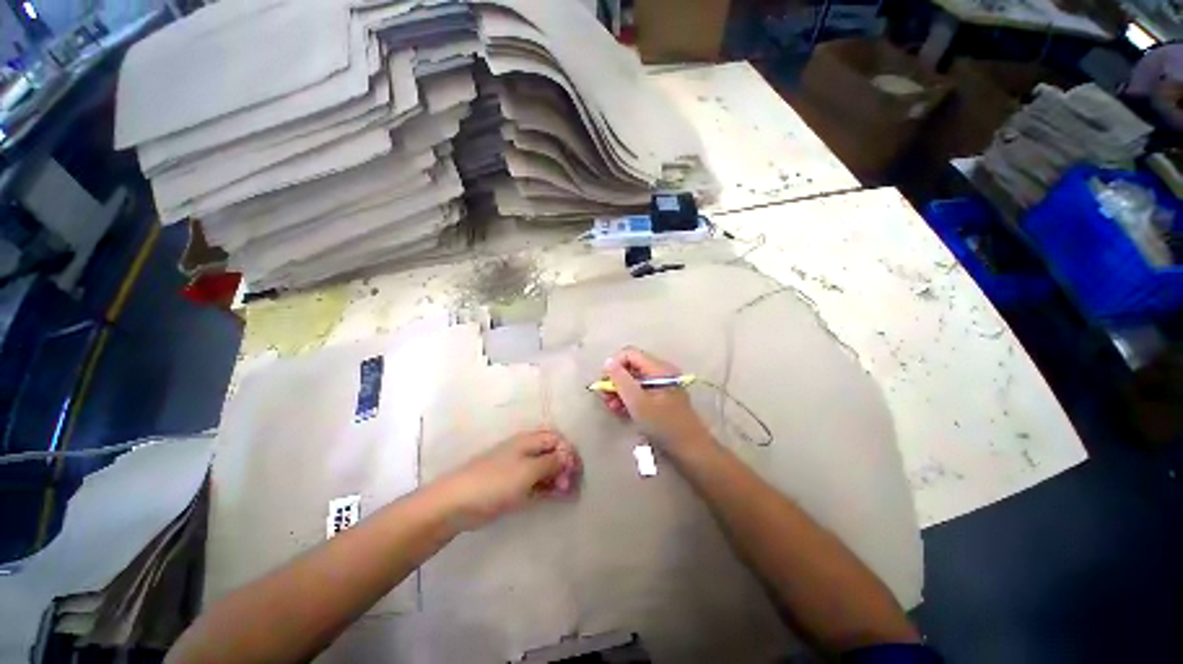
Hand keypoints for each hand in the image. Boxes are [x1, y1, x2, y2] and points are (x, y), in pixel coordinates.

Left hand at [434, 430, 580, 529]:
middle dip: (565, 466)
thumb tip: (568, 457)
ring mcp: (518, 468)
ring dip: (558, 478)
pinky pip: (536, 482)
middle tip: (572, 485)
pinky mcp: (512, 485)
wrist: (458, 502)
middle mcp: (525, 451)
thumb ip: (551, 462)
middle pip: (552, 452)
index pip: (556, 439)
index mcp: (528, 441)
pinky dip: (548, 487)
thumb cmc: (496, 482)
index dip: (569, 452)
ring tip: (567, 493)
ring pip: (545, 468)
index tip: (575, 471)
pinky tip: (555, 497)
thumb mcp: (528, 470)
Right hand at [600, 347, 709, 449]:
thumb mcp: (637, 402)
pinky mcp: (660, 398)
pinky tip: (620, 411)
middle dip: (615, 380)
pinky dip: (629, 398)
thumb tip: (608, 361)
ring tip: (611, 407)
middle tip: (604, 398)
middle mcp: (660, 372)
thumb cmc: (663, 424)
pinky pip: (640, 391)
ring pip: (634, 380)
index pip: (629, 354)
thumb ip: (621, 380)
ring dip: (620, 391)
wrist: (689, 449)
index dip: (614, 365)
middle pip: (631, 367)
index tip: (604, 383)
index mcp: (658, 368)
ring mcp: (661, 385)